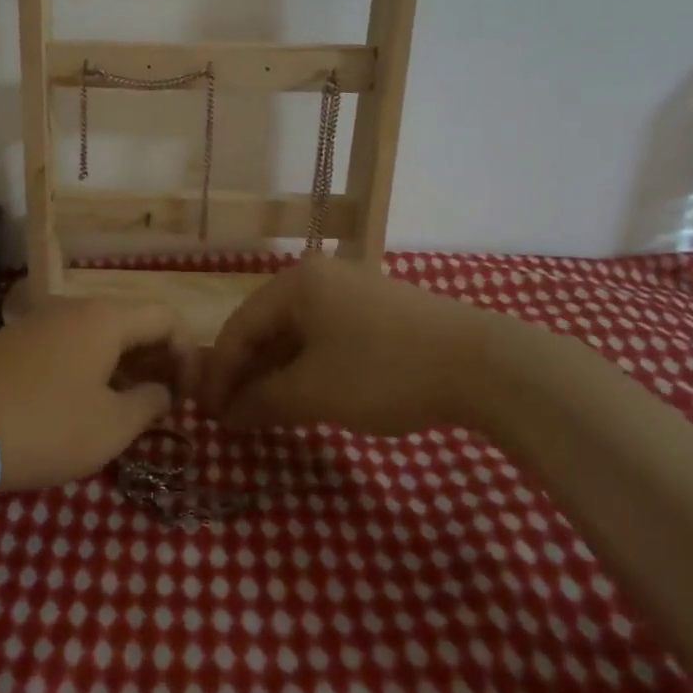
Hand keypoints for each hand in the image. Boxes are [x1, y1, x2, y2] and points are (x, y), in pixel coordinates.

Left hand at [0, 297, 196, 491]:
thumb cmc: (46, 428)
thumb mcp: (110, 427)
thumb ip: (149, 404)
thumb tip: (161, 391)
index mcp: (104, 319)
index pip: (166, 318)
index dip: (188, 353)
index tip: (189, 396)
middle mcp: (72, 307)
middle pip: (131, 322)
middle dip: (156, 359)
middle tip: (164, 403)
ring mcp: (38, 320)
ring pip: (96, 334)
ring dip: (122, 365)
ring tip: (127, 407)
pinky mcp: (12, 340)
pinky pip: (66, 344)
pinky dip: (88, 365)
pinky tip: (82, 402)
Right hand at [199, 257, 538, 436]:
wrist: (483, 365)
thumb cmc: (383, 371)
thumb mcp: (313, 392)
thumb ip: (262, 402)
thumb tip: (227, 414)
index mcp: (295, 283)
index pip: (239, 328)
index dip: (219, 374)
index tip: (209, 414)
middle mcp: (318, 277)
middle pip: (266, 327)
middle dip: (247, 374)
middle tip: (235, 416)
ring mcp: (351, 291)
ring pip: (297, 334)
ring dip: (277, 373)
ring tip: (267, 412)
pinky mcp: (378, 311)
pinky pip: (325, 337)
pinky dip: (308, 367)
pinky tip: (308, 395)